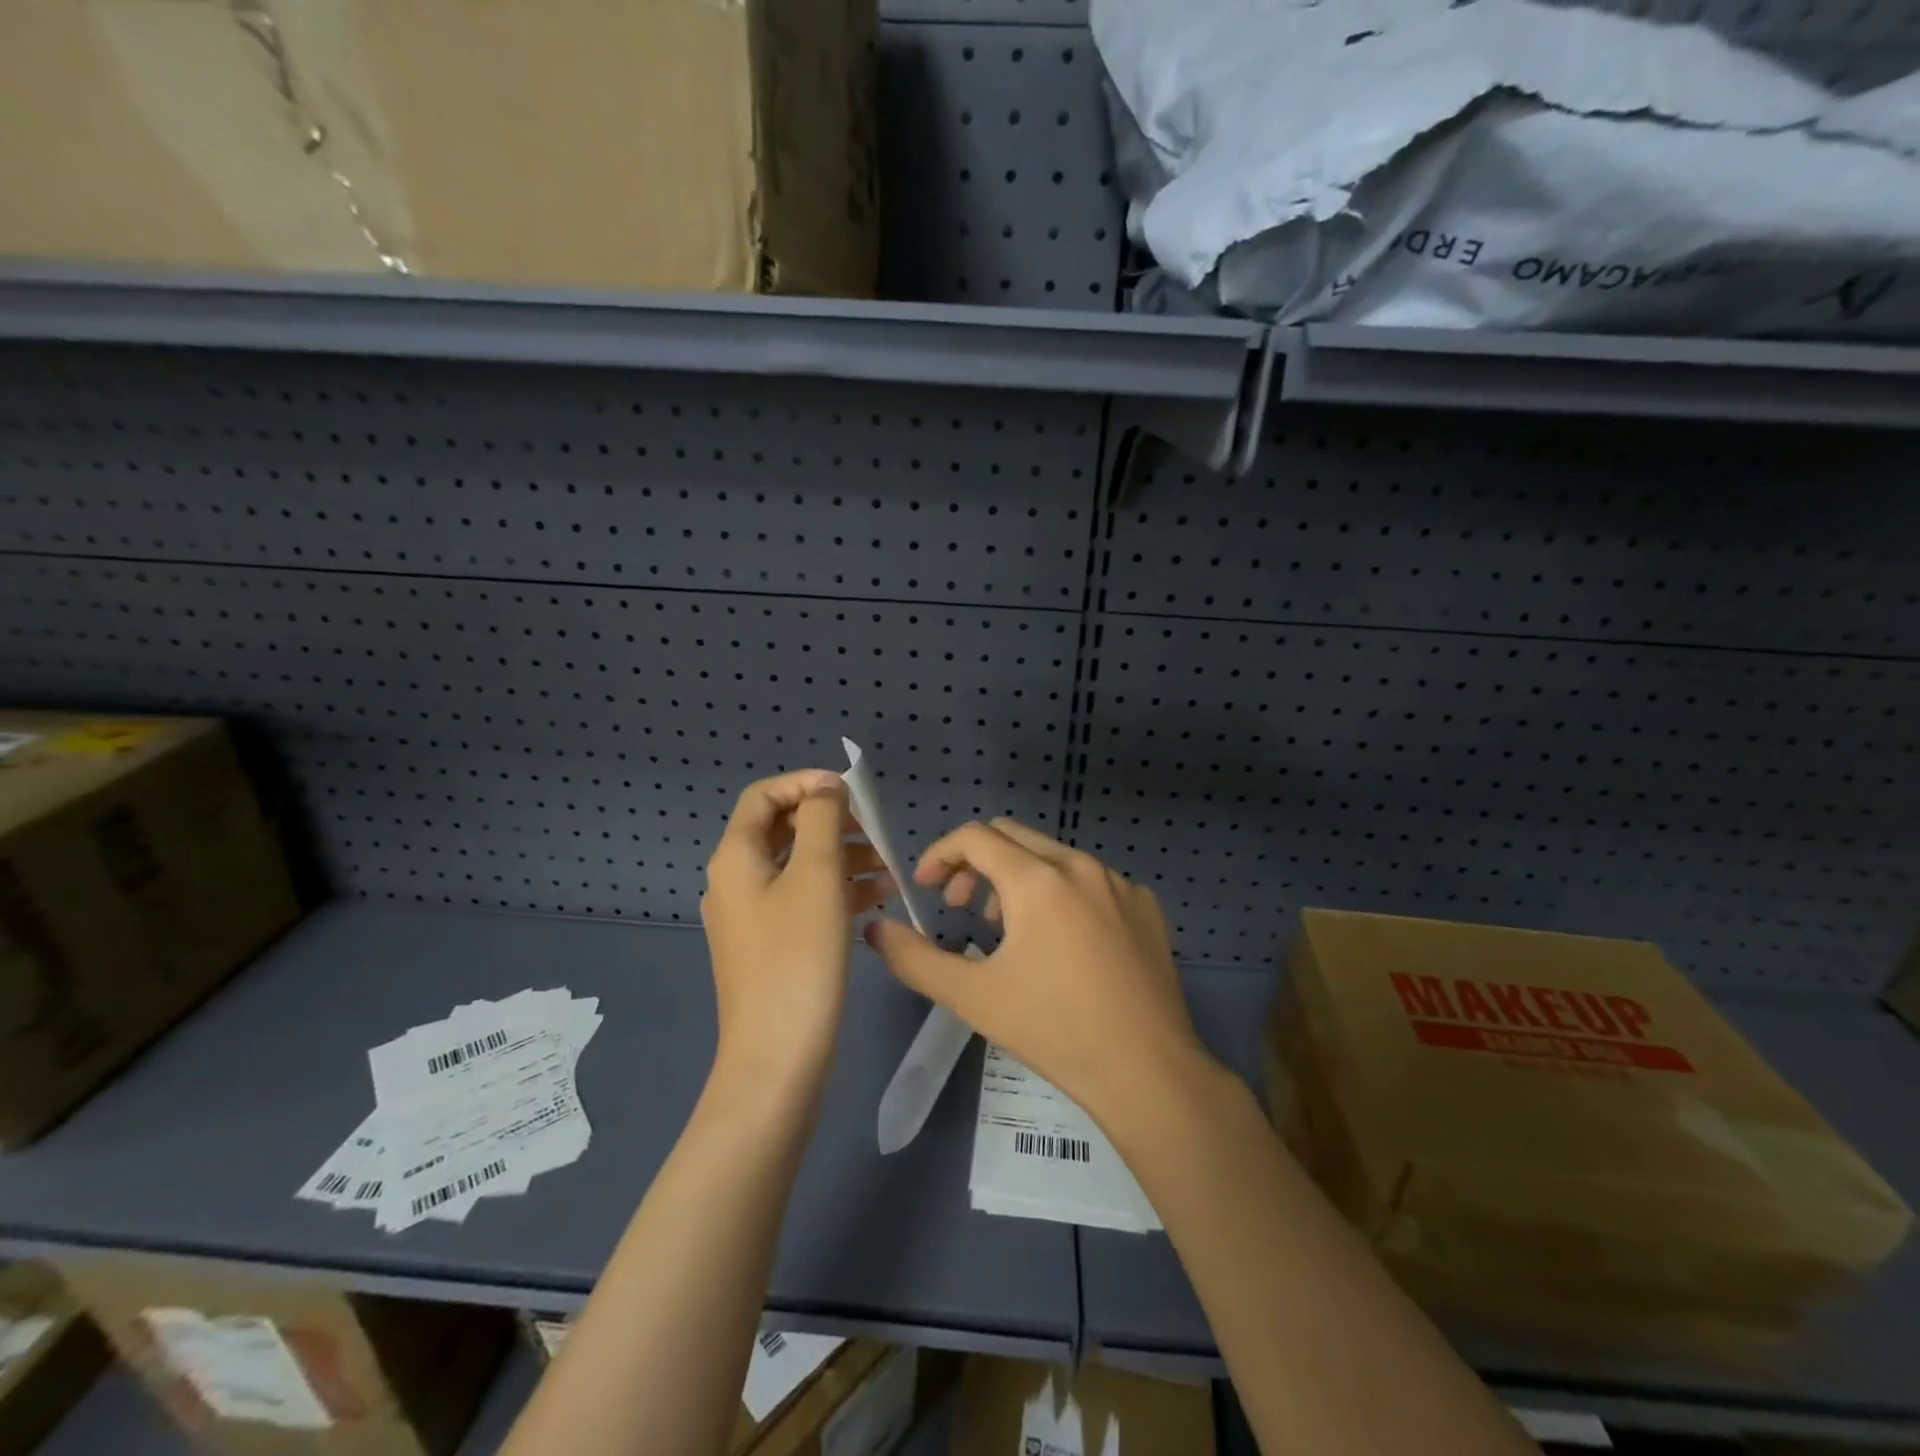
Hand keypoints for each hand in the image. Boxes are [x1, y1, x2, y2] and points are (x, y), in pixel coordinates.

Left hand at [701, 771, 890, 1086]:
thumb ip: (822, 819)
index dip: (805, 783)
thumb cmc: (798, 955)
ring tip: (889, 870)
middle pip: (783, 831)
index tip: (850, 793)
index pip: (763, 796)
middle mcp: (735, 881)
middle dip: (832, 824)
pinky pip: (803, 901)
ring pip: (798, 867)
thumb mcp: (817, 875)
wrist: (778, 1056)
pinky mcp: (770, 946)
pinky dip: (837, 891)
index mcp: (735, 857)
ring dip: (842, 858)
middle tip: (875, 834)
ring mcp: (751, 917)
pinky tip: (877, 899)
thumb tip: (825, 787)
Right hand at [864, 819, 1212, 1131]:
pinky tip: (1062, 943)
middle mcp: (1080, 866)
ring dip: (1017, 878)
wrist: (1148, 1071)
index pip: (974, 837)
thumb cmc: (1054, 1030)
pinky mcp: (1145, 904)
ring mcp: (1119, 882)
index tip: (925, 888)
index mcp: (1038, 880)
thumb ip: (915, 959)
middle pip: (1012, 836)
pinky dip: (1060, 892)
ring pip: (1052, 856)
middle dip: (975, 863)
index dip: (940, 855)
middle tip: (960, 906)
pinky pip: (1090, 879)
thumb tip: (877, 930)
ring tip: (1007, 929)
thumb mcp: (973, 997)